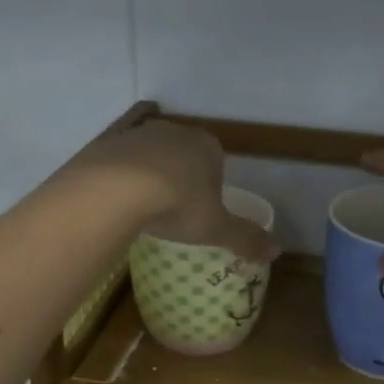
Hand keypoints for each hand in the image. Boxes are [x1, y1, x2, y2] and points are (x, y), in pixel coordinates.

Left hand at [66, 120, 276, 262]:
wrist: (115, 190)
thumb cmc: (177, 206)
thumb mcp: (216, 229)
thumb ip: (246, 239)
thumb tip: (276, 252)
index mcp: (208, 147)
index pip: (216, 160)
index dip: (211, 183)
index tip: (202, 208)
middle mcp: (175, 132)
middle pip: (183, 151)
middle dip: (181, 173)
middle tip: (174, 207)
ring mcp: (138, 132)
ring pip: (150, 149)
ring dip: (150, 168)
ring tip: (142, 203)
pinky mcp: (107, 140)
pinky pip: (117, 145)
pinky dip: (119, 157)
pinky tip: (115, 174)